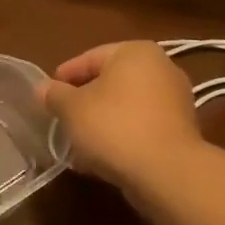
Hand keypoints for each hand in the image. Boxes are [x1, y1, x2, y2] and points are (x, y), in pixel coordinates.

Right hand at [40, 42, 201, 191]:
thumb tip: (42, 88)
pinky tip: (101, 157)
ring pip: (126, 106)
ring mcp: (176, 100)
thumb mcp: (72, 109)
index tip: (47, 95)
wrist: (167, 172)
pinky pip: (141, 126)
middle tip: (62, 118)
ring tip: (78, 143)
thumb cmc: (114, 127)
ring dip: (102, 121)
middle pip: (110, 81)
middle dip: (85, 101)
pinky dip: (121, 136)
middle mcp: (161, 67)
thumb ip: (54, 95)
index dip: (64, 76)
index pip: (90, 58)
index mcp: (135, 52)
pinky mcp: (181, 130)